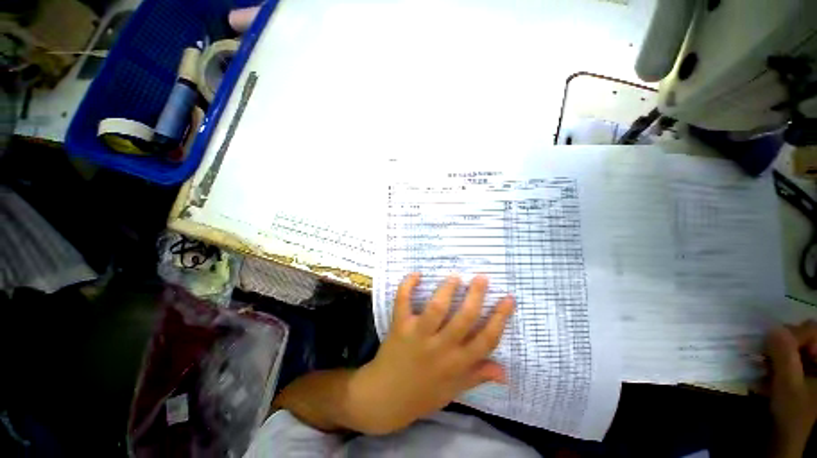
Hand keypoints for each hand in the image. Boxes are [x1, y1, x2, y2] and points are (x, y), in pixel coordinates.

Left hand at [350, 273, 513, 434]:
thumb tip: (505, 372)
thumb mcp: (453, 391)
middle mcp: (441, 348)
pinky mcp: (400, 327)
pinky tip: (417, 274)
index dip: (500, 318)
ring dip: (447, 290)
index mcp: (457, 364)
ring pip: (437, 308)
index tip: (508, 299)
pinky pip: (403, 302)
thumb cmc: (422, 395)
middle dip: (476, 296)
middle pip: (464, 318)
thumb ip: (477, 376)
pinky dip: (407, 286)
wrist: (384, 398)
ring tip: (455, 277)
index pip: (486, 339)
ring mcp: (418, 335)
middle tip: (482, 278)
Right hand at [766, 321, 816, 457]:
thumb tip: (772, 329)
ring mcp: (813, 369)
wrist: (788, 440)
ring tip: (761, 367)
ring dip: (776, 355)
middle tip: (763, 355)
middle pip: (804, 338)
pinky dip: (776, 365)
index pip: (812, 331)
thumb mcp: (788, 386)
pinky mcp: (803, 375)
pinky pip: (790, 360)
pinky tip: (765, 376)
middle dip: (781, 345)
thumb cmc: (792, 413)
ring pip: (794, 349)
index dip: (791, 334)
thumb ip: (784, 355)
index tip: (768, 344)